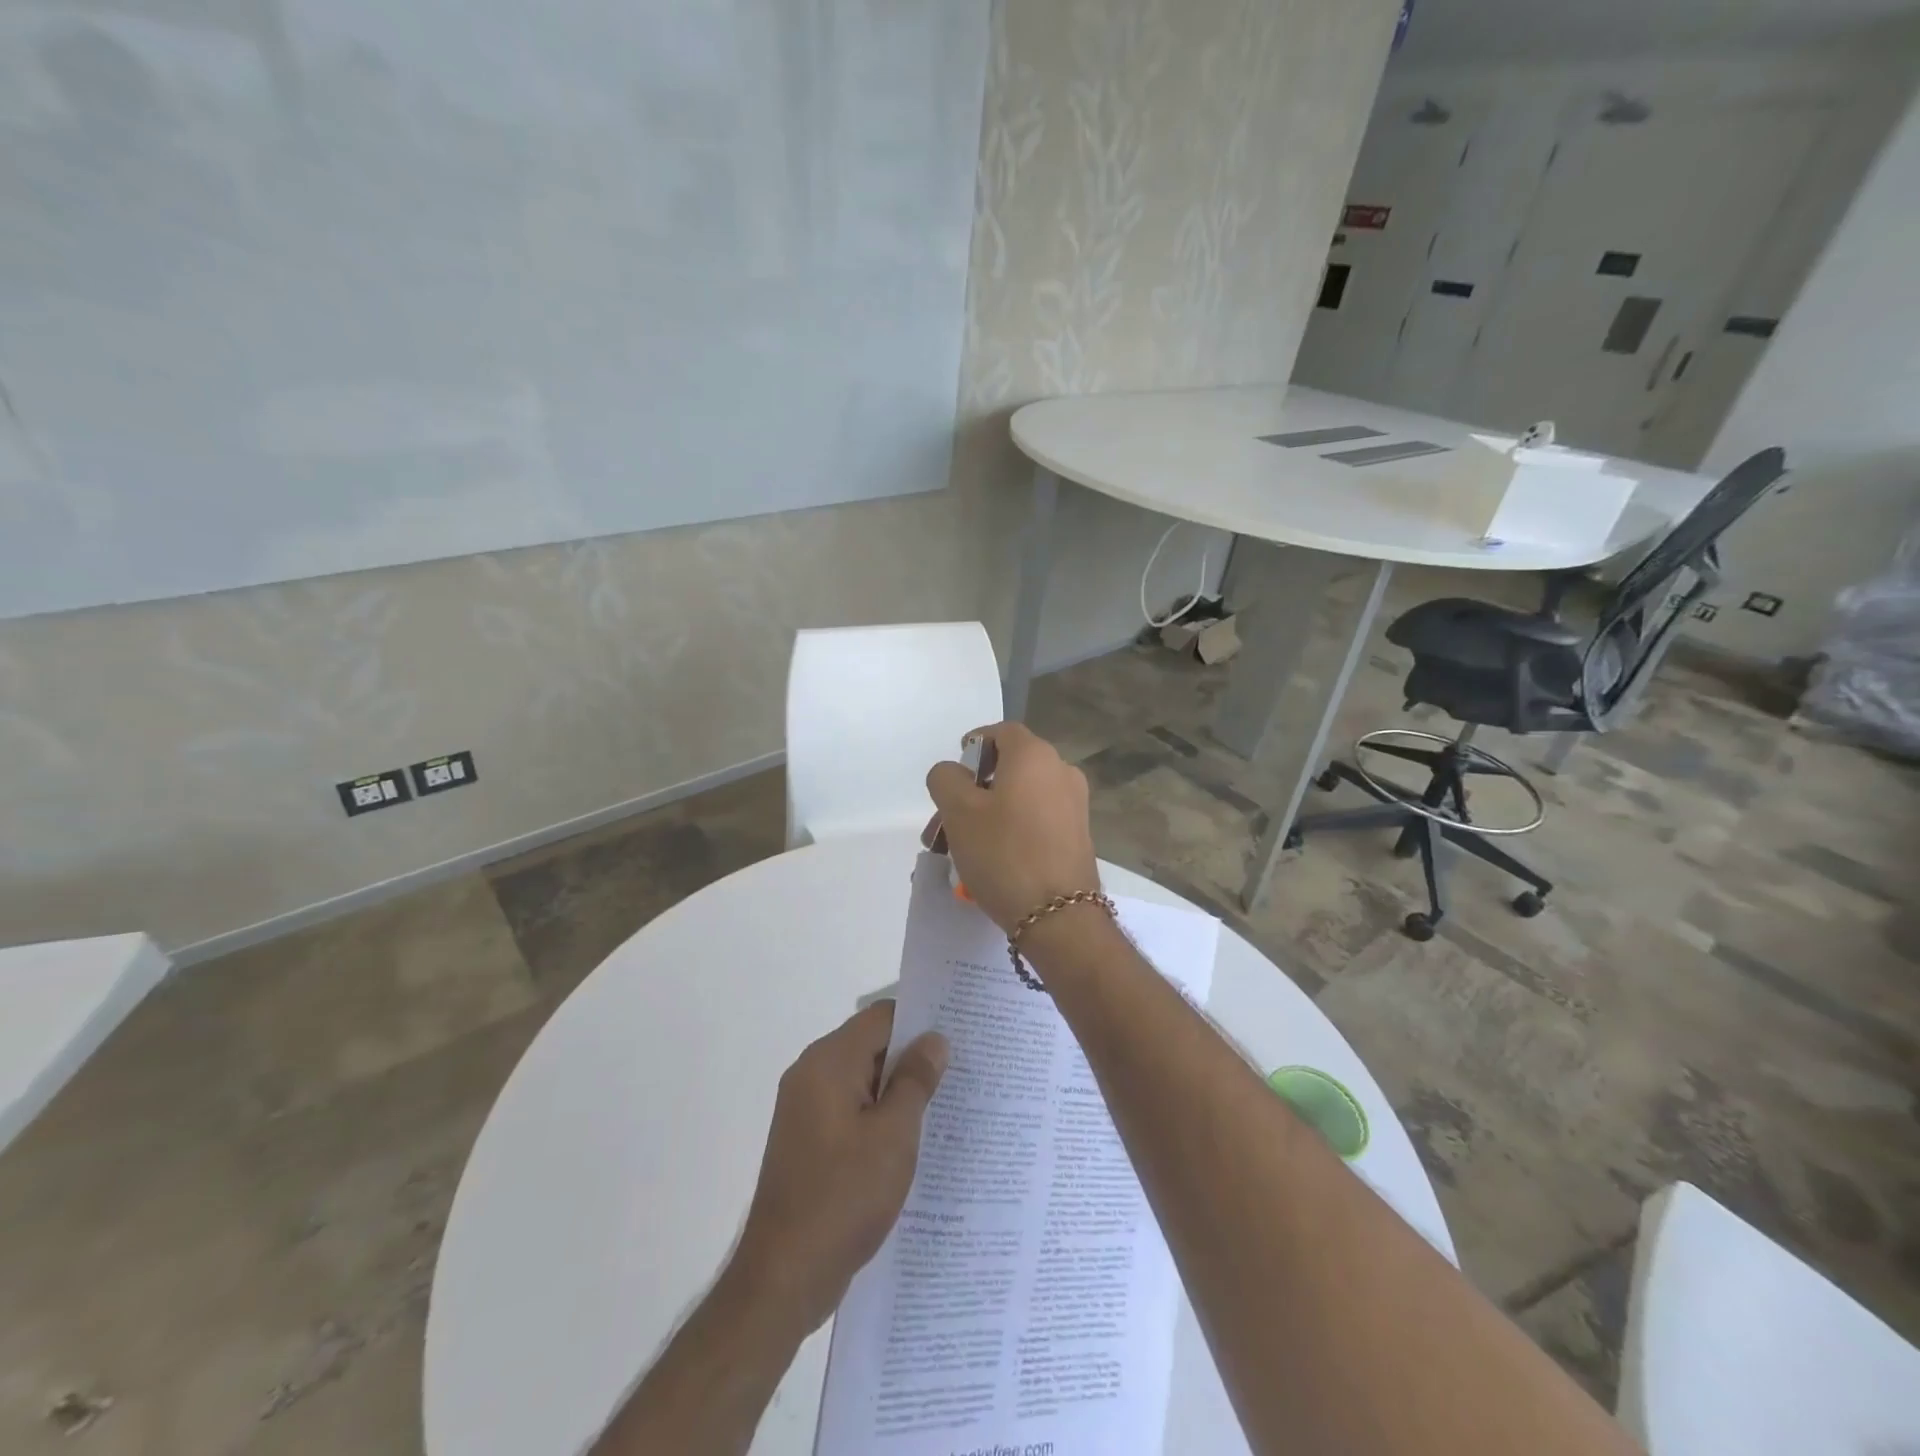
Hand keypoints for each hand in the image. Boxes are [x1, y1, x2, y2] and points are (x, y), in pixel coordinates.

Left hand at [730, 1002, 947, 1334]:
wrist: (782, 1278)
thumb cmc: (843, 1197)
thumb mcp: (893, 1136)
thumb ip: (916, 1081)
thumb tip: (934, 1039)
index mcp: (828, 1062)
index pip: (881, 1018)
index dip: (920, 1021)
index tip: (959, 1034)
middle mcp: (811, 1075)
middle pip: (870, 1045)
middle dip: (912, 1057)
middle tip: (961, 1070)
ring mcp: (805, 1109)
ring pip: (862, 1080)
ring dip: (898, 1090)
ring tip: (945, 1104)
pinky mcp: (808, 1141)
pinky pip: (850, 1110)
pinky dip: (879, 1115)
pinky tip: (911, 1140)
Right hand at [923, 721, 1099, 933]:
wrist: (1059, 916)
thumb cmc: (1003, 853)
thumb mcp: (958, 811)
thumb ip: (946, 779)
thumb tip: (953, 773)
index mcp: (1035, 756)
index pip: (1001, 732)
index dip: (973, 746)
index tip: (953, 775)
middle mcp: (1061, 771)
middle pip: (1008, 769)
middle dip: (970, 794)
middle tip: (942, 826)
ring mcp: (1074, 805)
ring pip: (1018, 799)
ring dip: (985, 816)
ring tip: (955, 852)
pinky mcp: (1077, 835)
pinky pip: (1035, 821)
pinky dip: (1009, 831)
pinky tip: (987, 863)